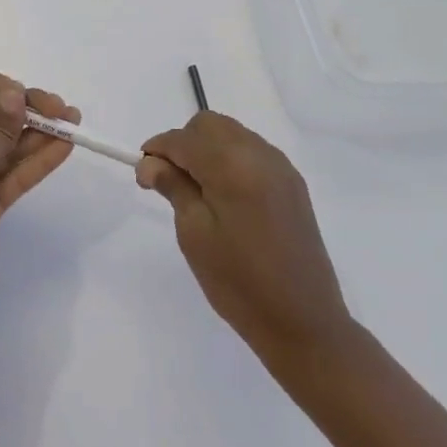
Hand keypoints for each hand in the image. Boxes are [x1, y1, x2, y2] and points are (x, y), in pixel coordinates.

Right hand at [136, 112, 352, 366]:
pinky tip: (224, 195)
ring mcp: (281, 168)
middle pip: (209, 125)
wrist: (303, 321)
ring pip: (232, 134)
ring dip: (207, 149)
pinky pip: (252, 152)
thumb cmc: (239, 281)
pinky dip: (230, 159)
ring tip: (195, 191)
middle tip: (169, 182)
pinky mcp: (292, 184)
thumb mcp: (194, 234)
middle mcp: (260, 155)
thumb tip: (150, 162)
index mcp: (233, 166)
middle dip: (183, 144)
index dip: (157, 150)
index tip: (143, 177)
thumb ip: (173, 187)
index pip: (183, 138)